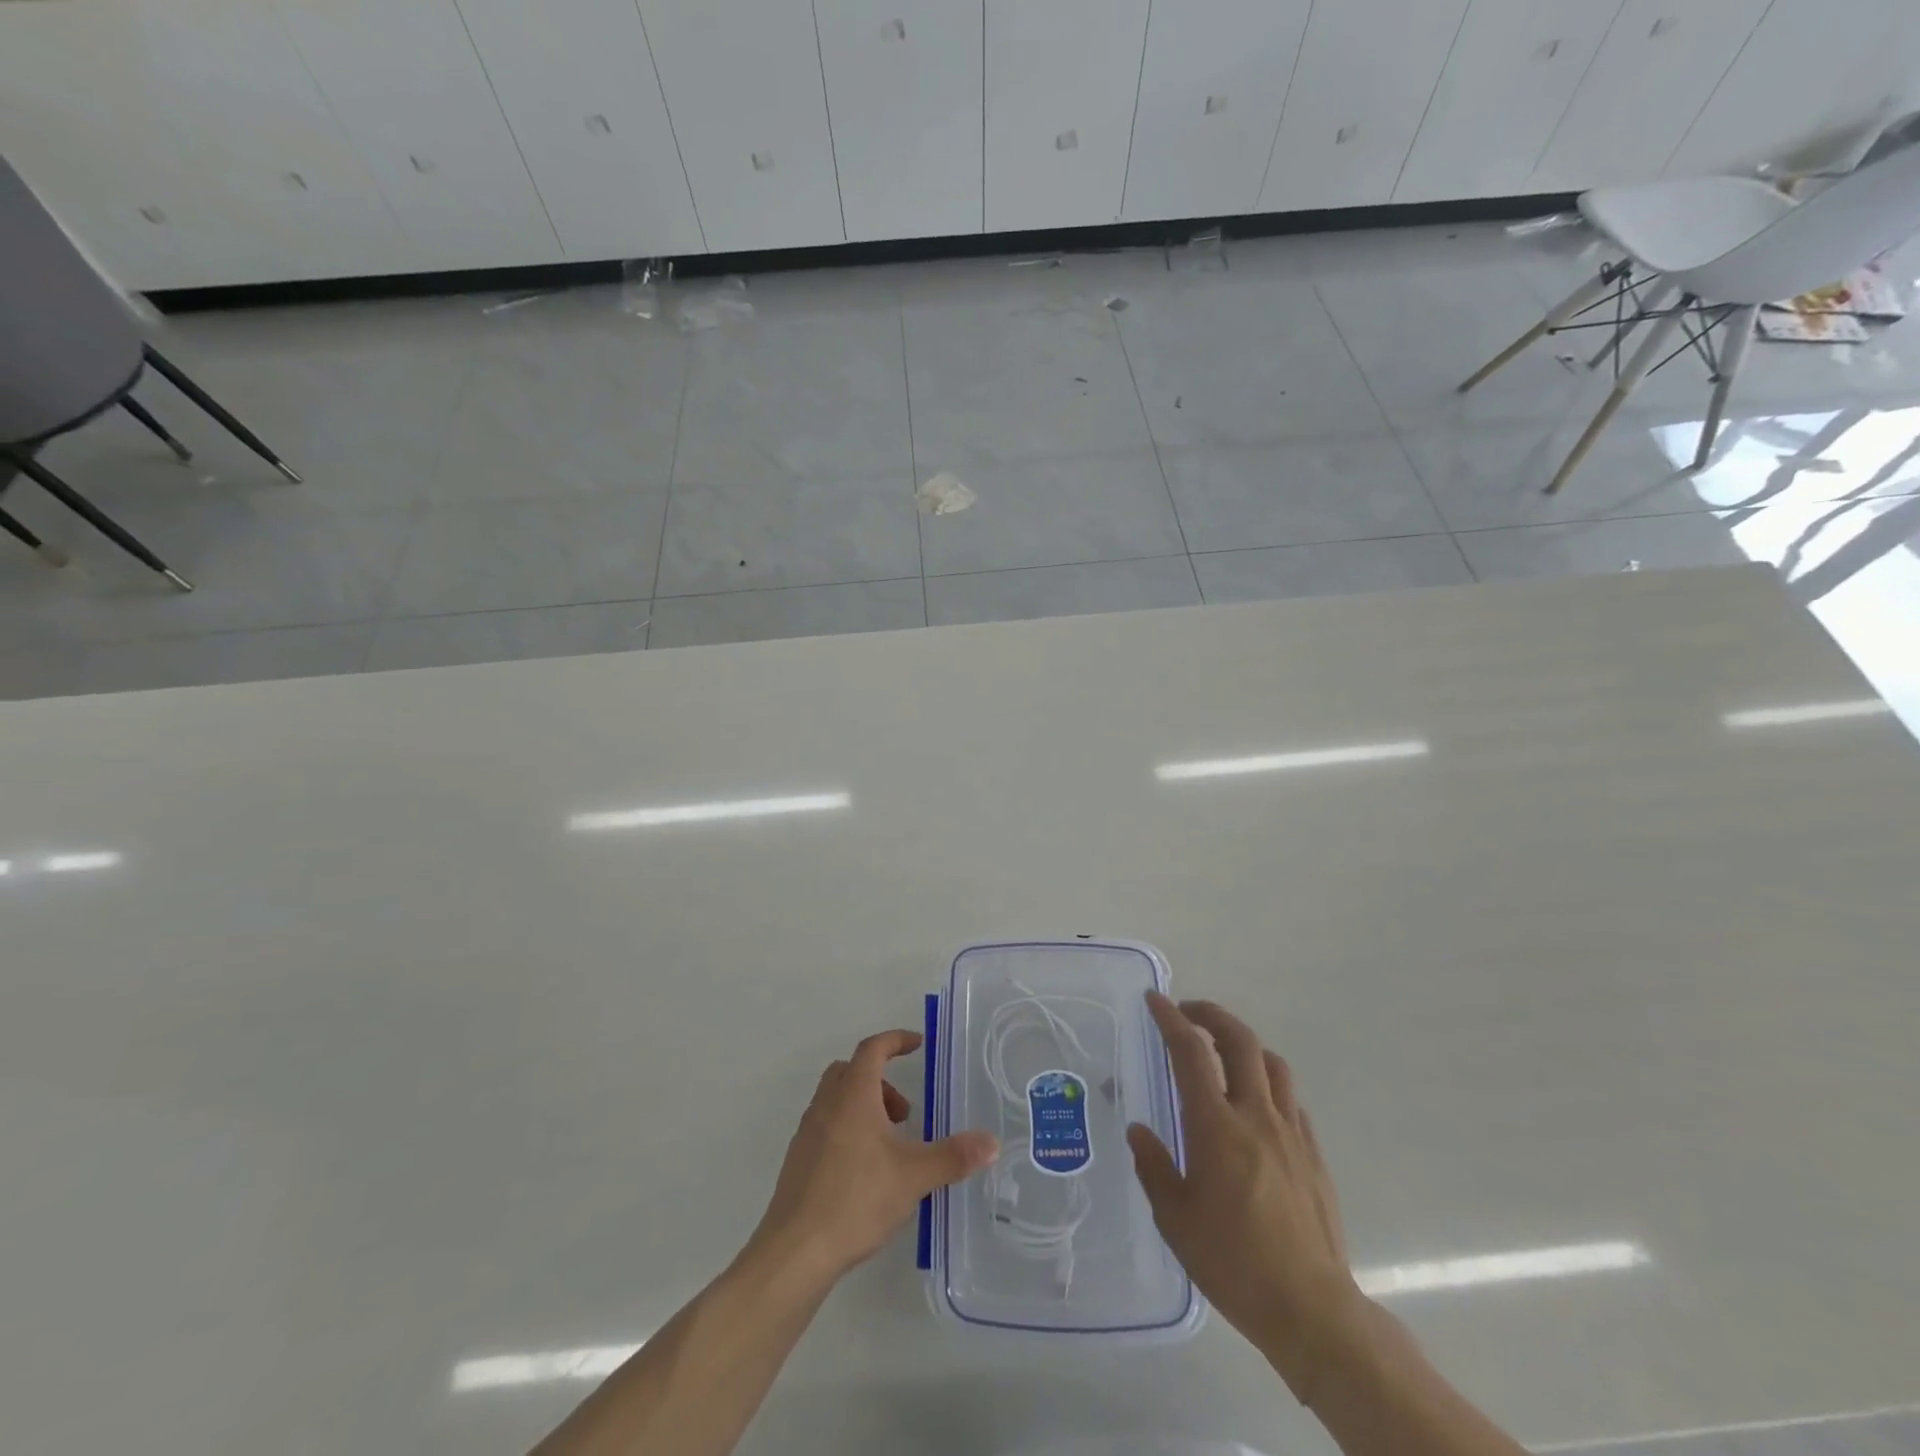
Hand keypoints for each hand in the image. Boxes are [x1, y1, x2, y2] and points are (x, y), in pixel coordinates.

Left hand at [751, 1030, 997, 1281]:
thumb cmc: (855, 1199)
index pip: (873, 1048)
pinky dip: (848, 1130)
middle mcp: (826, 1104)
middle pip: (851, 1071)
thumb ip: (953, 1156)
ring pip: (836, 1099)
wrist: (795, 1251)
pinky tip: (865, 1171)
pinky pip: (826, 1126)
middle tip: (904, 1113)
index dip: (896, 1040)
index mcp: (853, 1095)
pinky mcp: (798, 1161)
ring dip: (864, 1107)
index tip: (918, 1044)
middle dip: (881, 1080)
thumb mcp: (913, 1176)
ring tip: (890, 1146)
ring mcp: (807, 1133)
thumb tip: (992, 1142)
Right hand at [1127, 993, 1367, 1402]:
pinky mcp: (1314, 1156)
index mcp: (1216, 1126)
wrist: (1311, 1309)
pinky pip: (1291, 1102)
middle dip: (1213, 1015)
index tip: (1155, 1000)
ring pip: (1273, 1065)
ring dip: (1245, 1046)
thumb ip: (1155, 1167)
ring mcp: (1291, 1133)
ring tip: (1224, 1054)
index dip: (1171, 1019)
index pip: (1191, 1052)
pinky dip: (1269, 1086)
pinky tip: (1257, 1108)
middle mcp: (1256, 1116)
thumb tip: (1139, 1130)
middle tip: (1189, 1013)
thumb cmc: (1233, 1262)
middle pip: (1241, 1041)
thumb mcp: (1175, 1219)